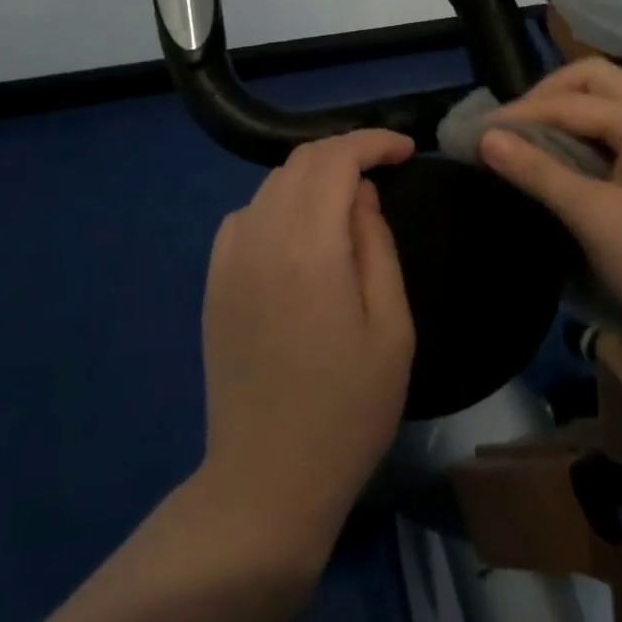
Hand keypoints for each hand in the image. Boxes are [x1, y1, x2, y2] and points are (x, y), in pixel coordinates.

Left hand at [198, 129, 416, 561]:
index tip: (406, 151)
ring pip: (273, 183)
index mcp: (308, 246)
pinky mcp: (214, 279)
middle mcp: (261, 236)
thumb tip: (361, 194)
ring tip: (348, 199)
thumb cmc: (346, 409)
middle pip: (302, 160)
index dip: (373, 142)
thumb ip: (376, 245)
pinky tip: (302, 232)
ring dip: (315, 175)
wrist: (266, 479)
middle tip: (384, 170)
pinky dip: (282, 202)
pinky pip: (249, 213)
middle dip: (347, 152)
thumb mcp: (391, 329)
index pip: (336, 158)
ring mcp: (229, 257)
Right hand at [478, 58, 621, 354]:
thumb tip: (486, 138)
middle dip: (547, 95)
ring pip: (610, 100)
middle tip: (511, 126)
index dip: (522, 113)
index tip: (479, 131)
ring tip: (530, 137)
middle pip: (595, 80)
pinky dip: (587, 130)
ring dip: (567, 109)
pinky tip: (566, 154)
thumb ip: (539, 172)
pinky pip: (621, 126)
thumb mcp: (595, 219)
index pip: (572, 101)